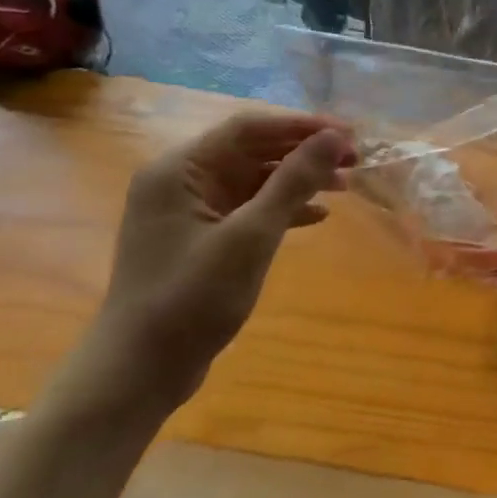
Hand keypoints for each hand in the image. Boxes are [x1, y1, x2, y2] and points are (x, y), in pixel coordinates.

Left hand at [68, 113, 355, 416]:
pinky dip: (283, 207)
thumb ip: (293, 181)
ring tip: (346, 186)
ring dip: (299, 179)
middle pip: (253, 149)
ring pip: (255, 178)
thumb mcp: (251, 236)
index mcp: (179, 170)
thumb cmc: (191, 298)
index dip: (303, 126)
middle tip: (355, 159)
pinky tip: (318, 216)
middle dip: (305, 151)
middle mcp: (180, 180)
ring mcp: (188, 210)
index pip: (249, 128)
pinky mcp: (200, 237)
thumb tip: (334, 137)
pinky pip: (248, 206)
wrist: (141, 371)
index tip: (350, 134)